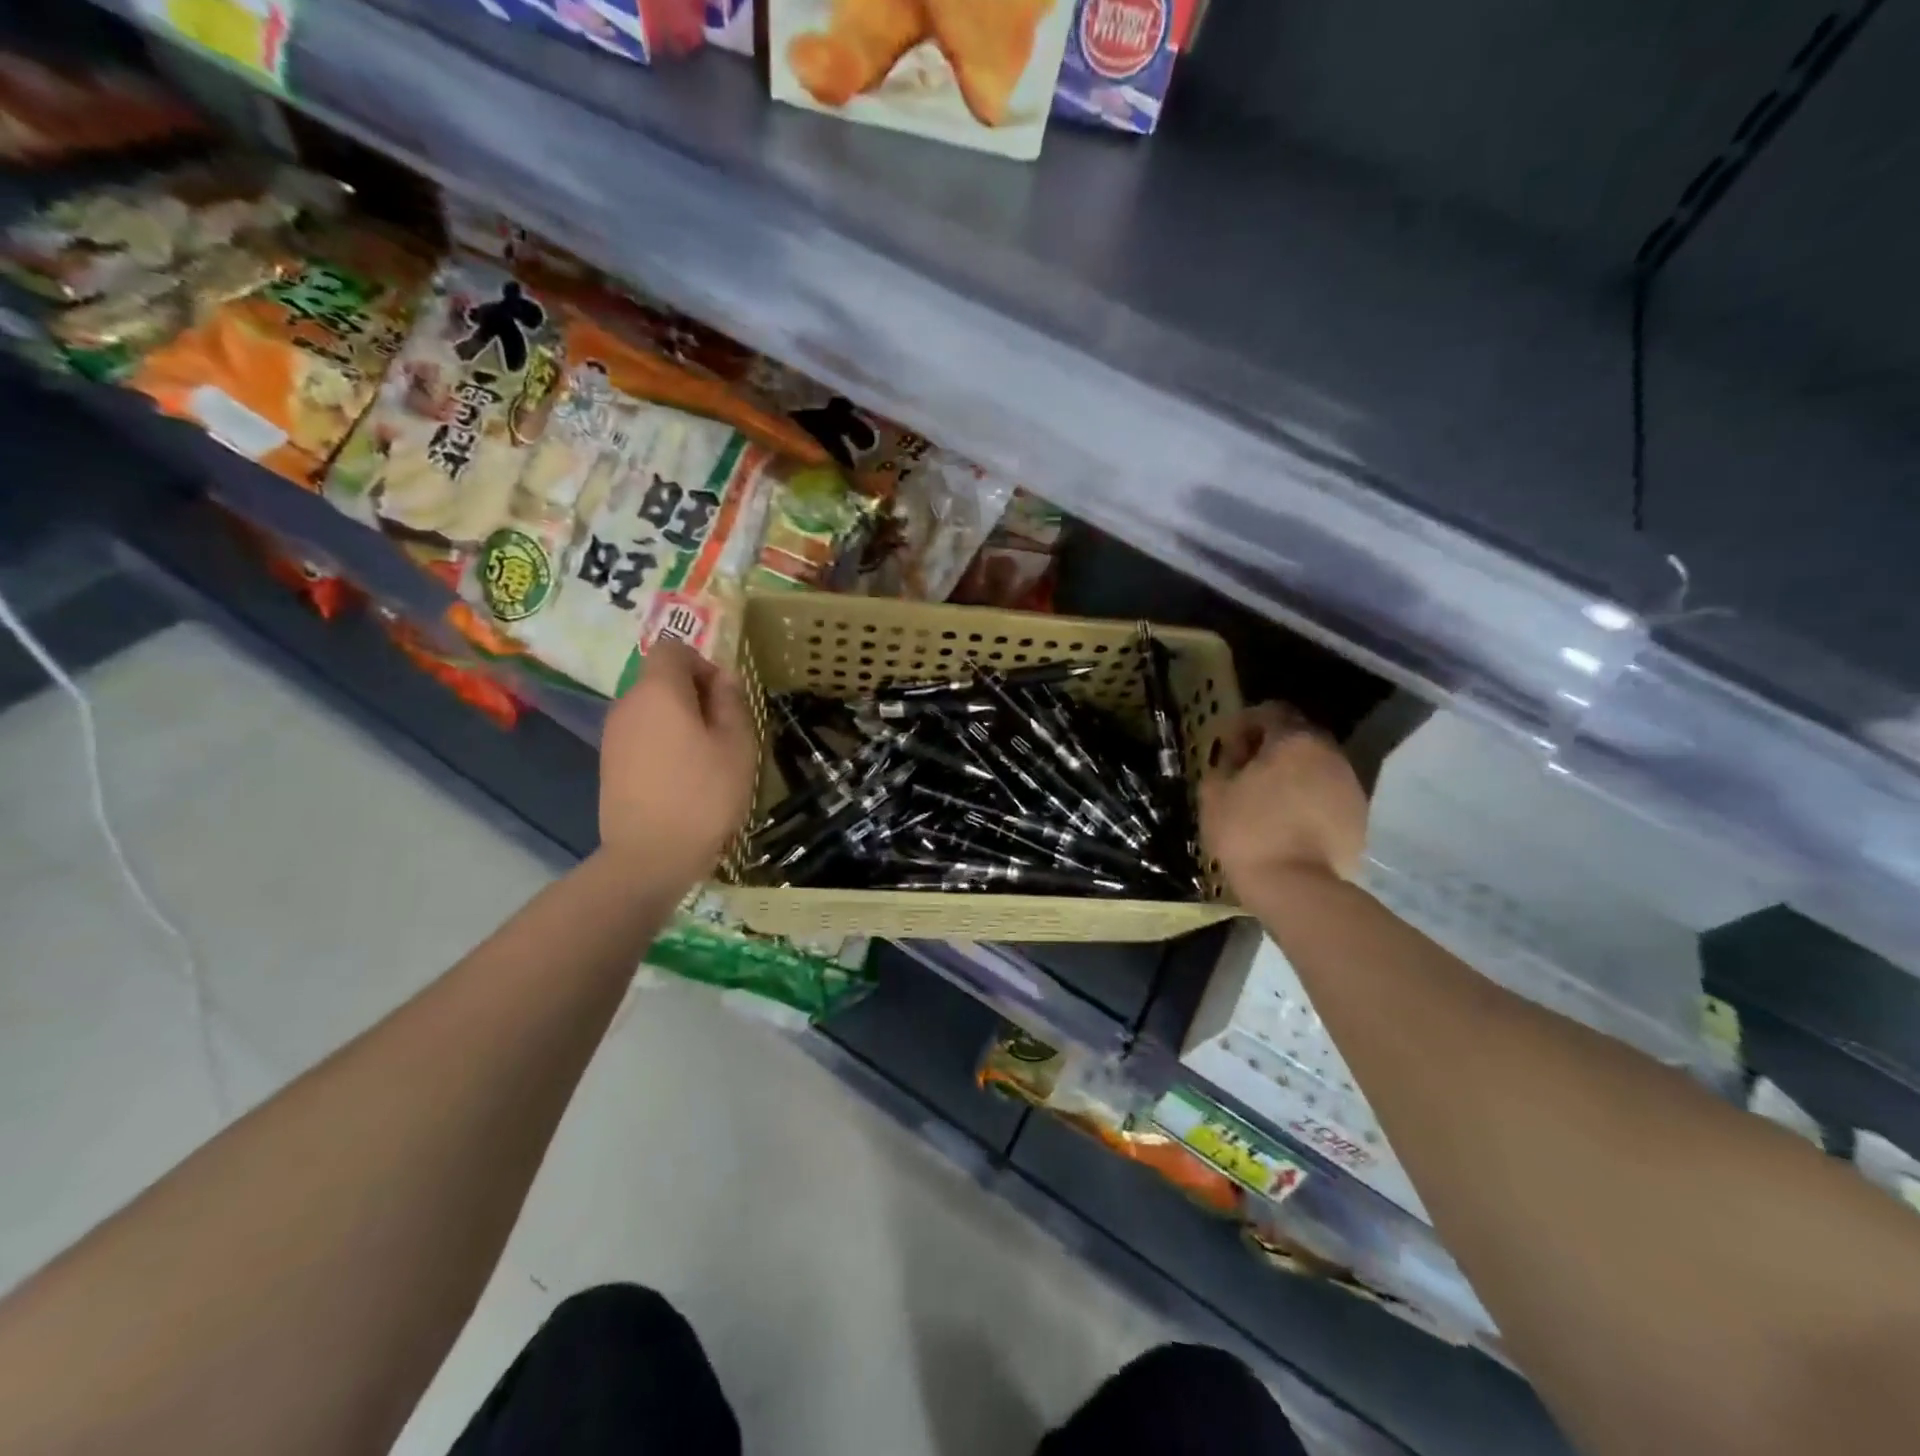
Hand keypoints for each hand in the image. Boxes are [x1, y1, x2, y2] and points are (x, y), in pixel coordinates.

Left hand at [599, 640, 757, 881]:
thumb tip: (723, 677)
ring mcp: (613, 735)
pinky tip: (683, 778)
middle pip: (660, 678)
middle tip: (724, 732)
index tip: (725, 697)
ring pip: (652, 709)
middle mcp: (627, 704)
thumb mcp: (737, 745)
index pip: (673, 648)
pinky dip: (663, 744)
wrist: (650, 857)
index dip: (703, 662)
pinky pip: (641, 736)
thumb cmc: (703, 795)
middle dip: (694, 694)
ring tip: (706, 759)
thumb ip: (731, 701)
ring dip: (680, 721)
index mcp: (658, 691)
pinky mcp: (609, 764)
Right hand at [1200, 703, 1367, 891]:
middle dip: (1271, 749)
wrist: (1298, 888)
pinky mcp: (1360, 816)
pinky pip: (1328, 795)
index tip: (1228, 746)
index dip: (1245, 724)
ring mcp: (1350, 785)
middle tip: (1245, 772)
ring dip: (1292, 774)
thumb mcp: (1214, 795)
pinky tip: (1289, 822)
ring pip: (1316, 766)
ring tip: (1267, 800)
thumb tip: (1233, 759)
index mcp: (1293, 740)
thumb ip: (1222, 765)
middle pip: (1298, 737)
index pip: (1270, 712)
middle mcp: (1329, 753)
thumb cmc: (1248, 833)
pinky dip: (1308, 799)